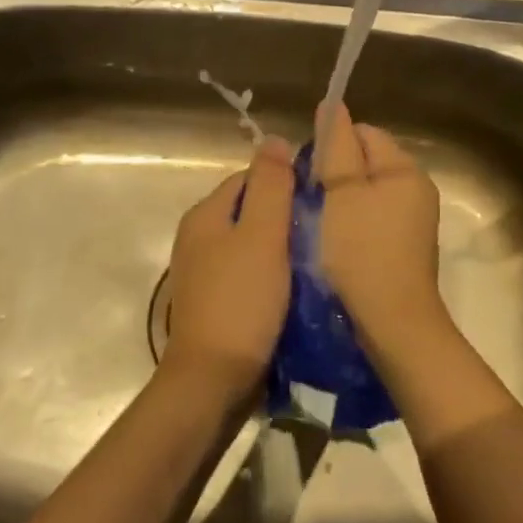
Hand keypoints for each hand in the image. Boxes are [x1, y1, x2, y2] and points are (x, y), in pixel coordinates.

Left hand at [161, 138, 296, 398]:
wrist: (213, 382)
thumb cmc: (241, 301)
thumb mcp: (262, 235)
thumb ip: (270, 185)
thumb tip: (274, 140)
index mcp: (205, 215)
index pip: (250, 178)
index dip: (285, 182)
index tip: (320, 198)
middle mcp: (198, 238)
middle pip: (251, 211)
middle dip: (285, 217)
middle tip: (324, 230)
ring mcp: (204, 274)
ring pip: (252, 245)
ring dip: (282, 249)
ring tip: (316, 258)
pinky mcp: (216, 303)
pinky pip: (249, 275)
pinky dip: (272, 276)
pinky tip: (296, 288)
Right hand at [314, 103, 448, 360]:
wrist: (392, 324)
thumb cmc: (361, 251)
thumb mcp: (341, 193)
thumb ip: (336, 147)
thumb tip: (332, 106)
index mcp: (405, 170)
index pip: (363, 133)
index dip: (332, 144)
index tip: (307, 172)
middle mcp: (416, 190)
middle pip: (366, 163)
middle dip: (335, 174)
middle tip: (308, 200)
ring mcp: (413, 222)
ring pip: (366, 194)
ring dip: (340, 202)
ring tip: (316, 223)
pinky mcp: (404, 249)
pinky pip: (372, 221)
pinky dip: (351, 225)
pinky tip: (333, 244)